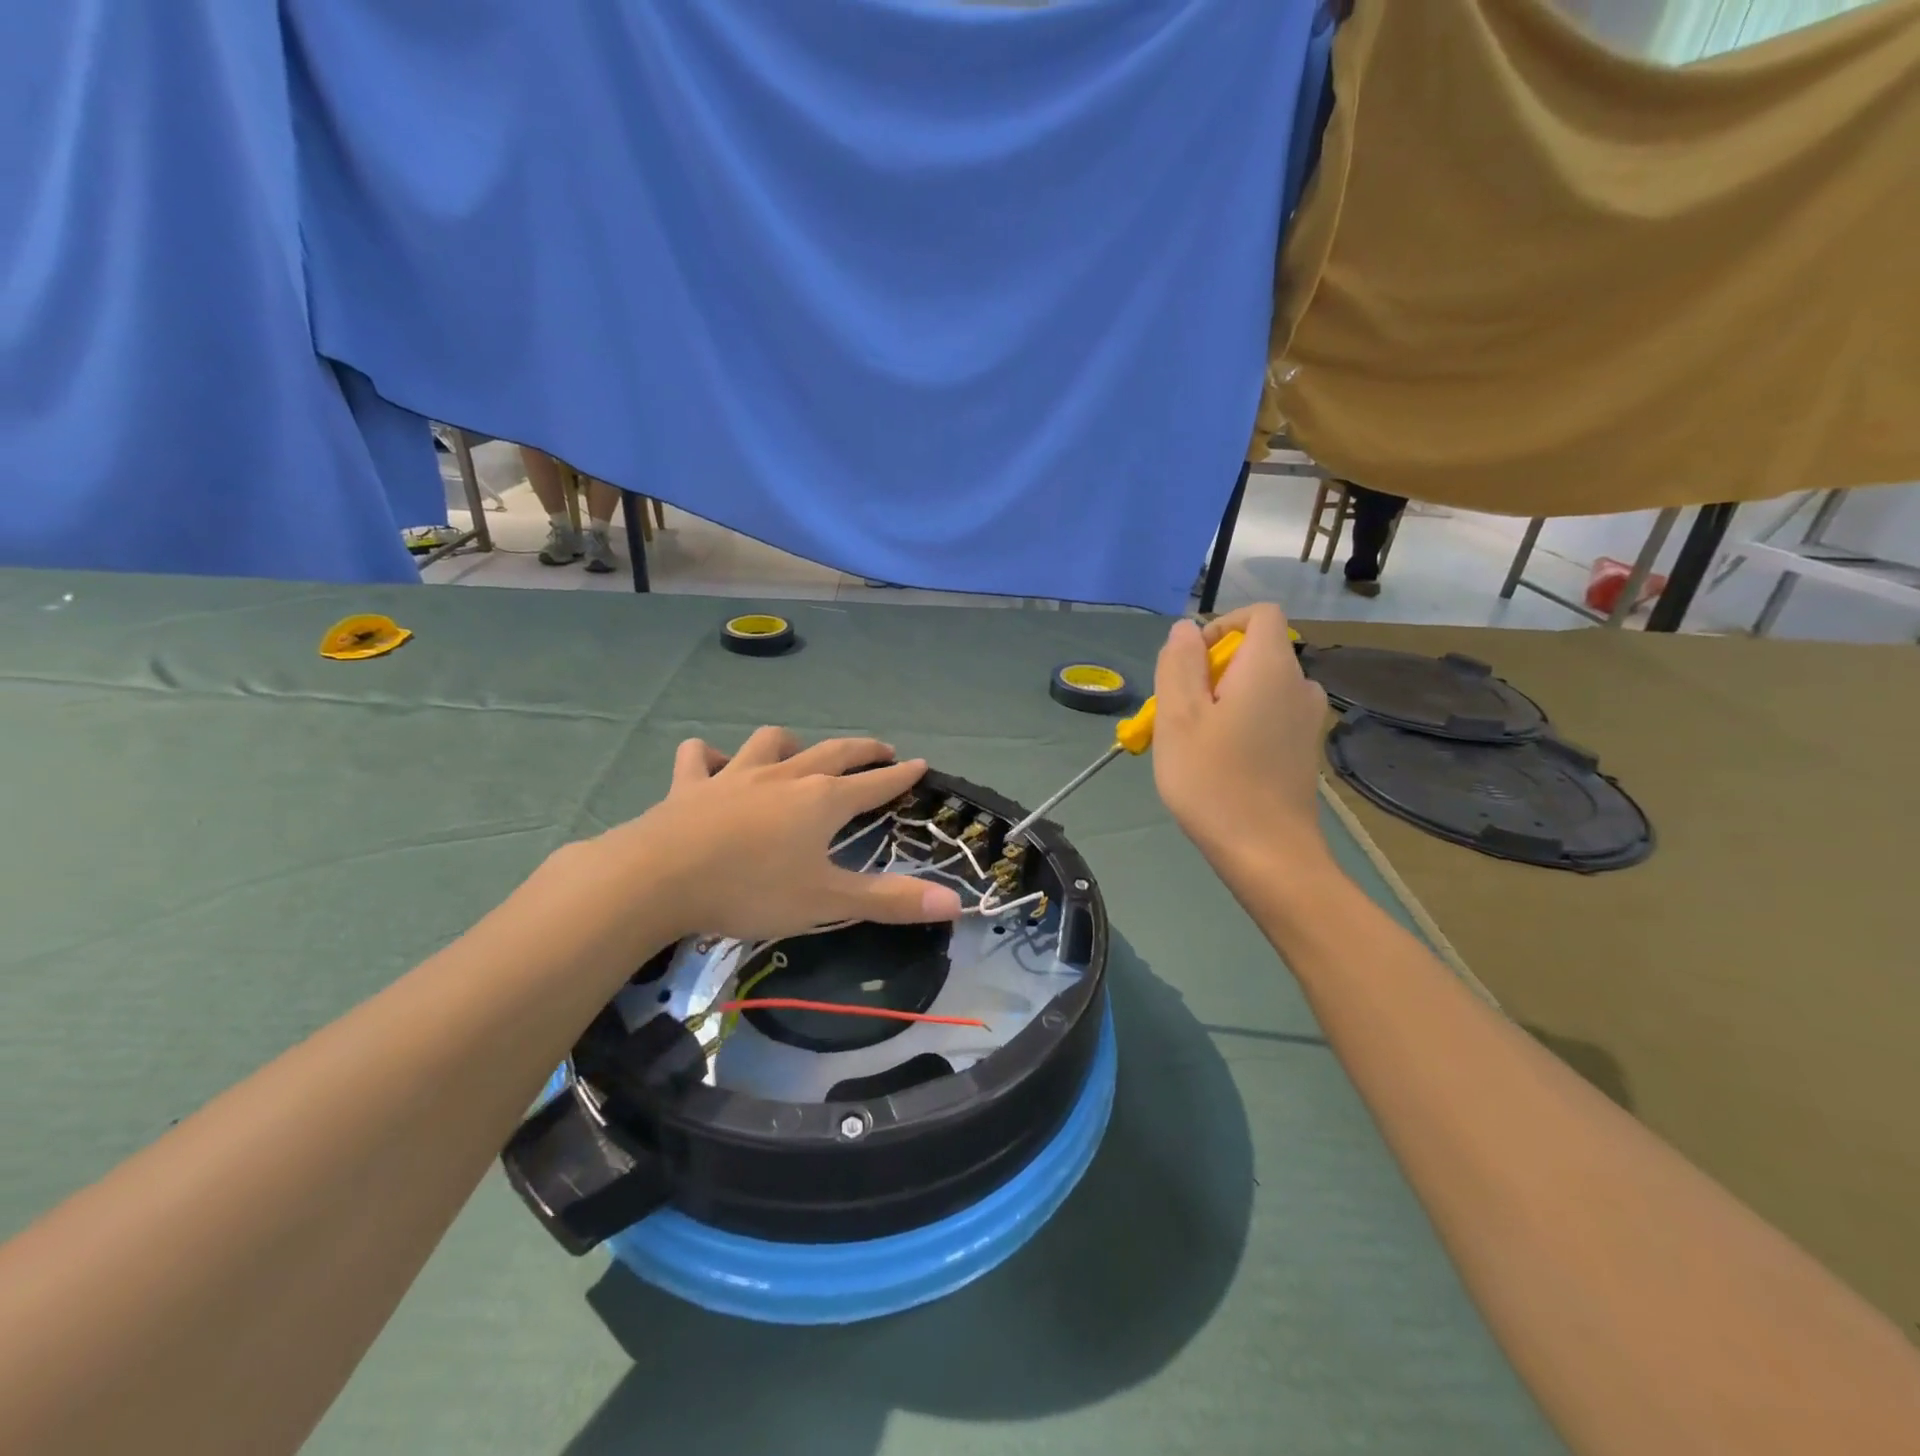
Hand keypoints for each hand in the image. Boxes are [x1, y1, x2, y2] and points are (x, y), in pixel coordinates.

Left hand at [597, 727, 964, 942]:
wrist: (658, 878)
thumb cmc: (751, 889)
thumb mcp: (826, 902)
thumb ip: (890, 901)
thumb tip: (956, 902)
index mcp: (821, 802)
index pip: (874, 784)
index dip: (900, 776)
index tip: (920, 764)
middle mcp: (784, 778)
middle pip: (832, 753)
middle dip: (861, 750)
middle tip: (881, 749)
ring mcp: (734, 776)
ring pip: (769, 743)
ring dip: (789, 744)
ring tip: (797, 752)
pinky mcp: (690, 785)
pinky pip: (700, 758)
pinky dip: (710, 757)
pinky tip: (712, 764)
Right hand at [1151, 604, 1329, 871]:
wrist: (1268, 853)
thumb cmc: (1214, 781)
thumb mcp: (1178, 717)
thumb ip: (1180, 664)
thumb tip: (1186, 629)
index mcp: (1271, 667)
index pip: (1259, 614)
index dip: (1221, 625)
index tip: (1191, 663)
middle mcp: (1300, 684)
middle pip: (1256, 652)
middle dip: (1212, 671)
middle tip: (1179, 715)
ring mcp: (1308, 720)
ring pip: (1259, 688)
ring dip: (1224, 700)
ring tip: (1195, 743)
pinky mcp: (1306, 749)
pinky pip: (1270, 715)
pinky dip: (1243, 723)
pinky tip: (1221, 764)